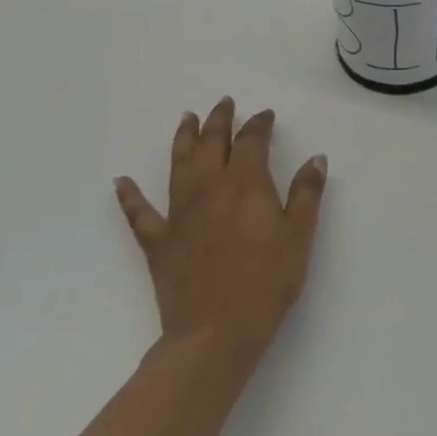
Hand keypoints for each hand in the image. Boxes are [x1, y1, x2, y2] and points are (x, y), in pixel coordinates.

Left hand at [114, 99, 326, 372]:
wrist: (216, 332)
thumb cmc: (267, 281)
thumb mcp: (299, 236)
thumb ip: (306, 193)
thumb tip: (315, 157)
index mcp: (246, 185)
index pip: (252, 142)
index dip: (259, 124)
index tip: (265, 115)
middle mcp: (210, 189)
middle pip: (212, 144)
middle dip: (220, 121)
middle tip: (224, 103)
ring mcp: (179, 214)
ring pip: (178, 165)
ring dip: (183, 139)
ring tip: (186, 119)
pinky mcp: (158, 242)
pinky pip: (139, 214)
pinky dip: (129, 197)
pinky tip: (121, 183)